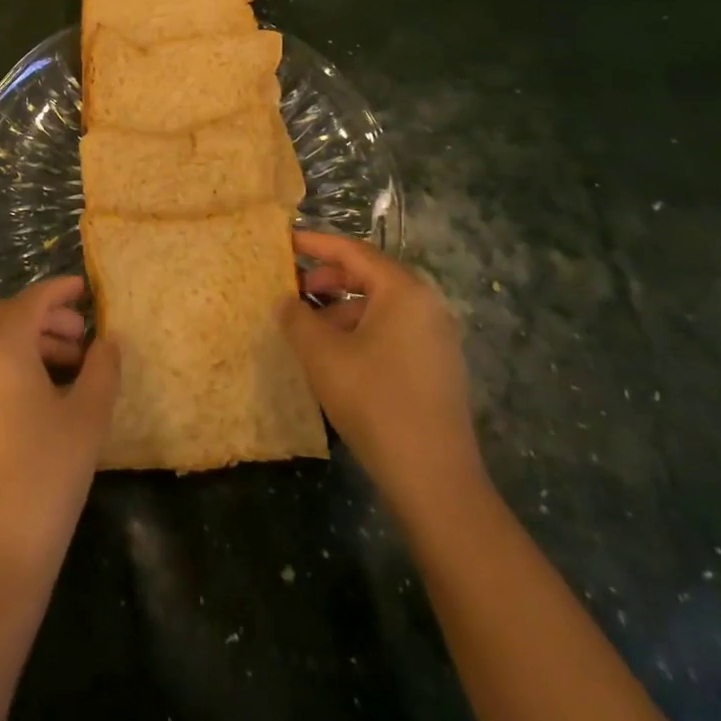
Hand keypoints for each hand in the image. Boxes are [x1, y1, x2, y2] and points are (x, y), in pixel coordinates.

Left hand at [0, 275, 120, 594]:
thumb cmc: (46, 476)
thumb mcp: (87, 417)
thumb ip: (102, 368)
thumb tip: (108, 340)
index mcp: (0, 348)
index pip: (32, 300)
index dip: (60, 290)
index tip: (86, 288)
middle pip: (7, 316)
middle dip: (45, 316)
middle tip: (82, 332)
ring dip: (30, 340)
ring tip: (70, 363)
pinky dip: (12, 362)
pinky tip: (44, 392)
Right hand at [278, 232, 486, 522]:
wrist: (433, 479)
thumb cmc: (374, 402)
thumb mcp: (322, 355)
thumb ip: (297, 318)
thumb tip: (286, 301)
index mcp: (403, 291)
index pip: (353, 251)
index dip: (315, 244)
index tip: (284, 241)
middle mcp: (426, 305)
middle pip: (369, 276)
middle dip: (327, 280)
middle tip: (292, 290)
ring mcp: (435, 338)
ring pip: (379, 307)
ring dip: (340, 310)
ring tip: (307, 330)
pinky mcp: (435, 367)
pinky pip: (391, 331)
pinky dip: (360, 332)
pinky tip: (335, 358)